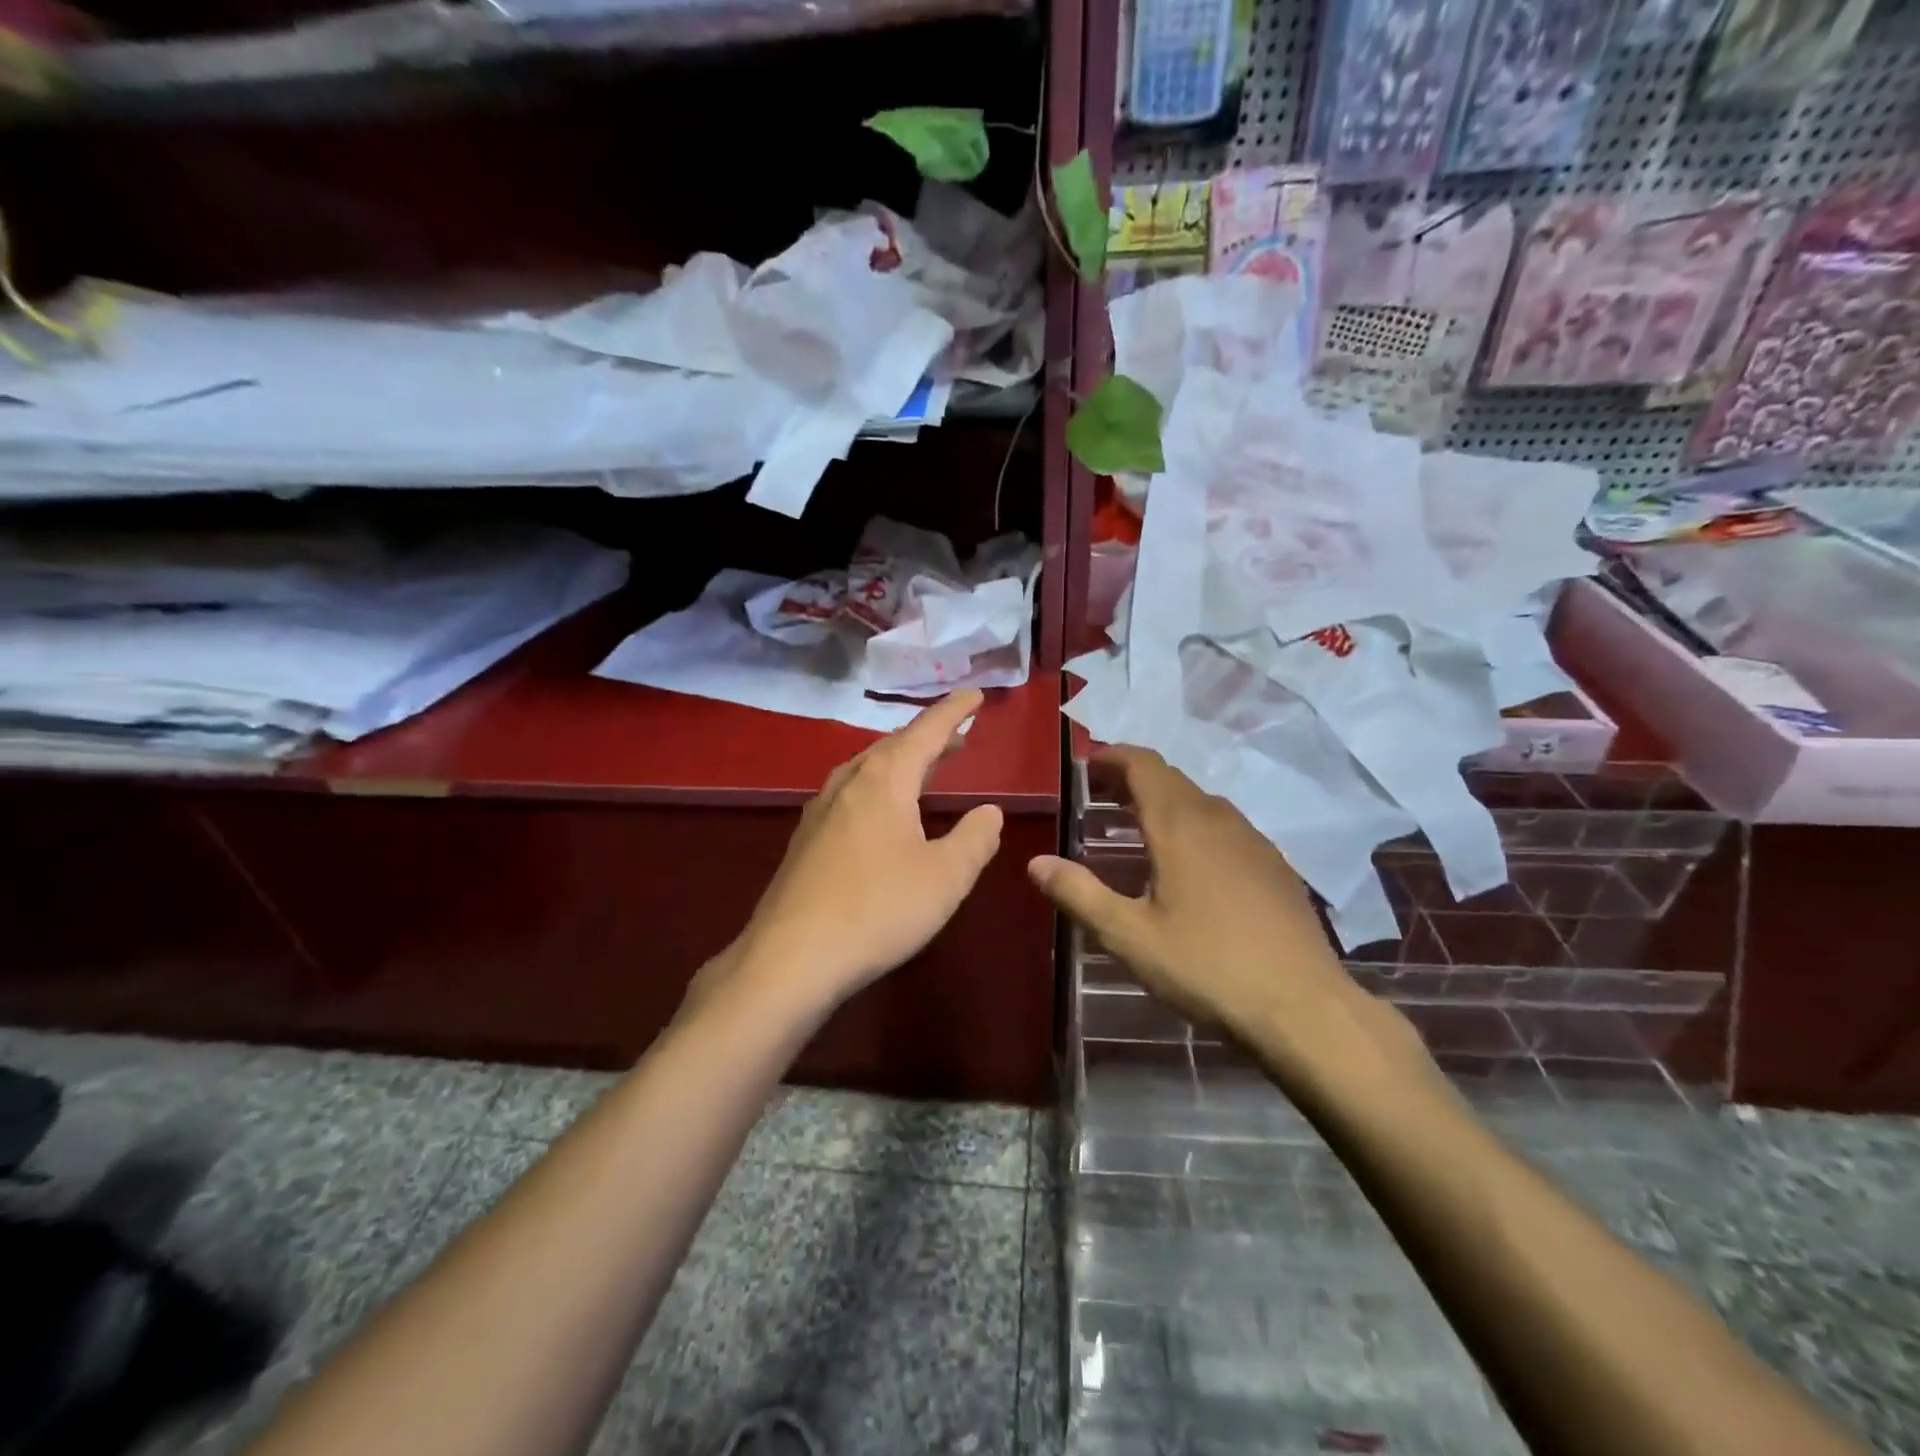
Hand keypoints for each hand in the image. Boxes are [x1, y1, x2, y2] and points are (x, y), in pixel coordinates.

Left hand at [716, 688, 1003, 1017]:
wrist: (791, 958)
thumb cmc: (878, 909)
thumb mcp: (945, 877)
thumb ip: (975, 839)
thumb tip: (989, 811)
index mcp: (884, 780)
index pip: (926, 731)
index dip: (953, 712)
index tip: (975, 695)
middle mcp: (848, 784)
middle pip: (893, 747)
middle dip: (928, 738)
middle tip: (958, 738)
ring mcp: (820, 812)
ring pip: (866, 770)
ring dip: (900, 763)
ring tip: (924, 770)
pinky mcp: (805, 841)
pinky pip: (849, 795)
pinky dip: (877, 788)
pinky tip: (880, 814)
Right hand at [1027, 746, 1360, 1046]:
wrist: (1303, 1006)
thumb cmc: (1207, 966)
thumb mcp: (1129, 935)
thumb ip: (1079, 894)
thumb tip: (1036, 862)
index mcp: (1180, 825)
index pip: (1144, 764)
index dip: (1113, 756)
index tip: (1088, 765)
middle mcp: (1218, 819)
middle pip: (1171, 778)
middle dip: (1133, 778)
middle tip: (1101, 796)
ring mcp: (1253, 840)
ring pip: (1200, 801)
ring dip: (1164, 801)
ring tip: (1138, 826)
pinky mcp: (1275, 865)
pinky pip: (1225, 826)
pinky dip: (1194, 824)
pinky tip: (1190, 863)